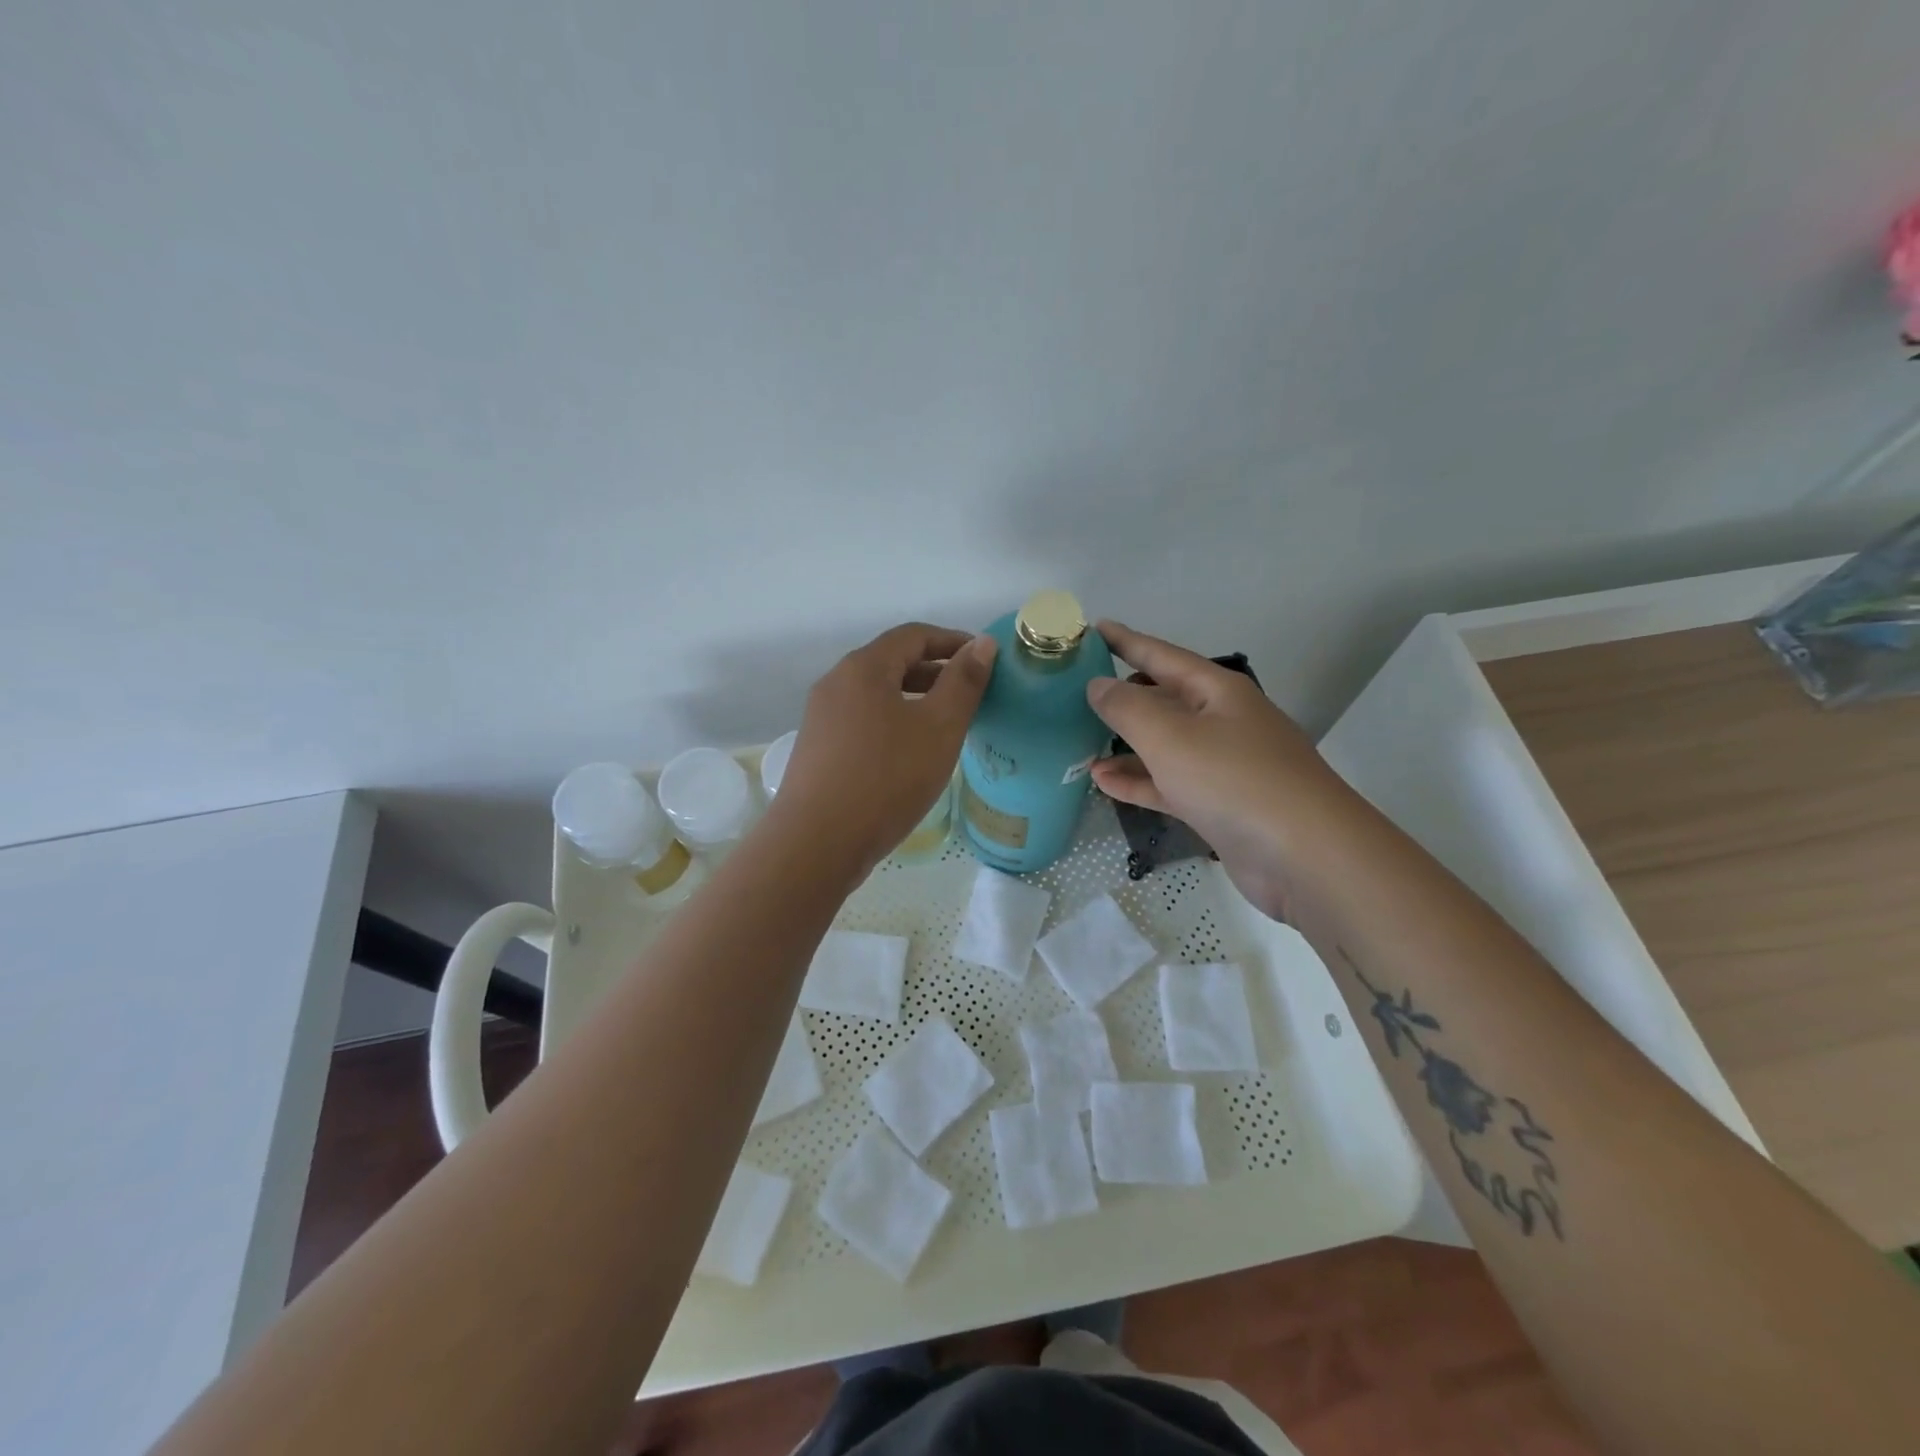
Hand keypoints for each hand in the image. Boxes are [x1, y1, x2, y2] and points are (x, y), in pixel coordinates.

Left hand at [772, 623, 996, 872]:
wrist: (816, 843)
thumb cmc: (886, 779)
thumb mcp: (939, 728)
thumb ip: (964, 682)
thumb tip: (982, 643)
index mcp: (863, 668)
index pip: (914, 635)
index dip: (953, 641)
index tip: (984, 660)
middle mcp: (836, 683)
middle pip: (892, 662)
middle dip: (935, 672)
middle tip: (971, 694)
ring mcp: (822, 718)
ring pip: (877, 695)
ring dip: (914, 699)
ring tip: (946, 725)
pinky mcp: (818, 749)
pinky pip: (863, 721)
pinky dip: (893, 722)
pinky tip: (910, 754)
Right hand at [1086, 621, 1356, 918]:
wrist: (1305, 856)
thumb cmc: (1234, 781)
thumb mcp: (1171, 737)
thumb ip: (1128, 708)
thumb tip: (1098, 685)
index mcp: (1217, 692)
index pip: (1162, 656)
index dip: (1126, 641)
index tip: (1093, 628)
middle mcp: (1221, 721)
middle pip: (1164, 699)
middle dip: (1123, 694)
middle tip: (1076, 691)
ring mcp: (1222, 766)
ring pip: (1164, 745)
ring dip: (1124, 743)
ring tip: (1079, 740)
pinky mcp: (1219, 806)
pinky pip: (1169, 784)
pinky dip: (1138, 781)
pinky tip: (1102, 782)